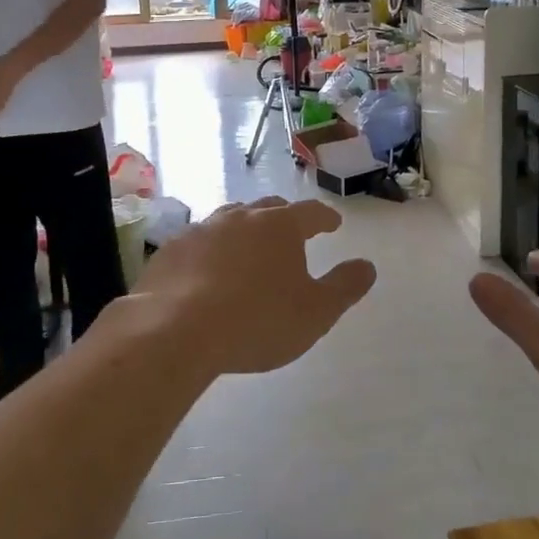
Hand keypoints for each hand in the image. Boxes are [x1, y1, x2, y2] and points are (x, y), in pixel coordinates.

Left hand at [133, 197, 375, 376]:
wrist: (176, 331)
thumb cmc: (257, 321)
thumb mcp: (315, 312)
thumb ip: (345, 287)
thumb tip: (367, 266)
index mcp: (280, 226)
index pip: (311, 212)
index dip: (325, 218)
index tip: (333, 224)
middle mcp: (242, 217)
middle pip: (269, 207)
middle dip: (284, 217)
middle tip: (291, 232)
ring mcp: (202, 230)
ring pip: (230, 219)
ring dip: (244, 229)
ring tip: (249, 246)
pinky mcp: (171, 250)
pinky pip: (198, 242)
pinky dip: (210, 250)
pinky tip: (207, 269)